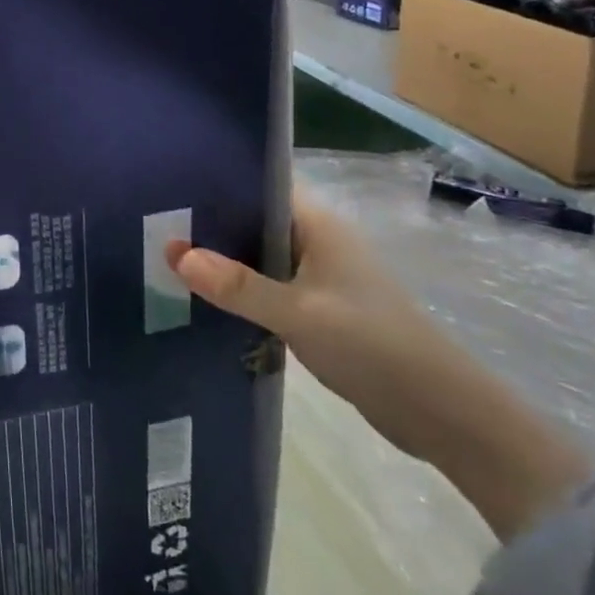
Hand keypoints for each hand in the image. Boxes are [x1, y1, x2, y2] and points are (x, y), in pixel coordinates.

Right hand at [168, 200, 591, 540]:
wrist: (443, 413)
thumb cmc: (374, 345)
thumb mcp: (299, 314)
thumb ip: (237, 286)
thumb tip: (175, 253)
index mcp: (317, 224)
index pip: (258, 184)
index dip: (215, 181)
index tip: (166, 186)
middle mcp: (315, 241)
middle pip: (250, 220)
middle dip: (207, 224)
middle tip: (152, 226)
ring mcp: (317, 276)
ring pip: (255, 256)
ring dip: (220, 261)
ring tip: (164, 259)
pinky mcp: (316, 309)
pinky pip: (265, 287)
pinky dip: (237, 291)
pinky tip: (202, 299)